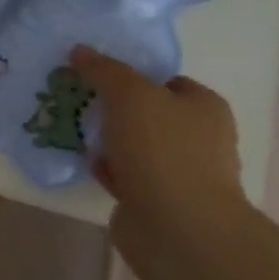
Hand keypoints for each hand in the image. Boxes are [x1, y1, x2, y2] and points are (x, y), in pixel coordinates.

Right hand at [72, 47, 243, 225]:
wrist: (176, 228)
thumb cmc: (162, 150)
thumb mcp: (129, 93)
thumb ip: (104, 70)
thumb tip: (80, 51)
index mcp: (205, 108)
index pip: (166, 80)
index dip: (132, 74)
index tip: (96, 74)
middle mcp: (199, 138)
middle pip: (148, 112)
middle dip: (115, 107)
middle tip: (79, 98)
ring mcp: (179, 172)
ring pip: (134, 144)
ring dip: (107, 138)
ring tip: (73, 126)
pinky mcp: (158, 200)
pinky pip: (126, 173)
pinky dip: (106, 166)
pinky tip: (83, 159)